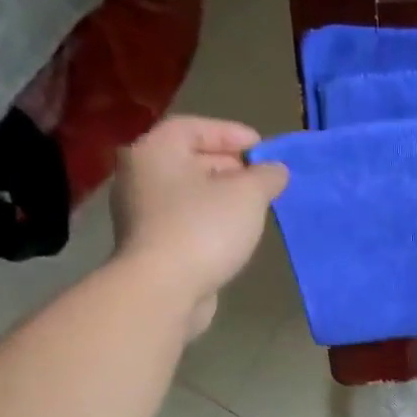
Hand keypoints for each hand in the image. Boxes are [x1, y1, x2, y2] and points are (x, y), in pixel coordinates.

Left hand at [110, 116, 288, 336]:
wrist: (164, 289)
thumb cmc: (204, 228)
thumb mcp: (248, 194)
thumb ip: (266, 175)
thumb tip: (275, 170)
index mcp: (156, 151)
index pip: (194, 127)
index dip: (231, 133)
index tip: (263, 149)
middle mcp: (140, 175)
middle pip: (189, 159)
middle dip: (230, 165)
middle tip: (263, 178)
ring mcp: (141, 212)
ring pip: (188, 192)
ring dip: (222, 195)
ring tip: (255, 206)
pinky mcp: (150, 243)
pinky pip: (185, 219)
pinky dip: (210, 218)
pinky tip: (234, 232)